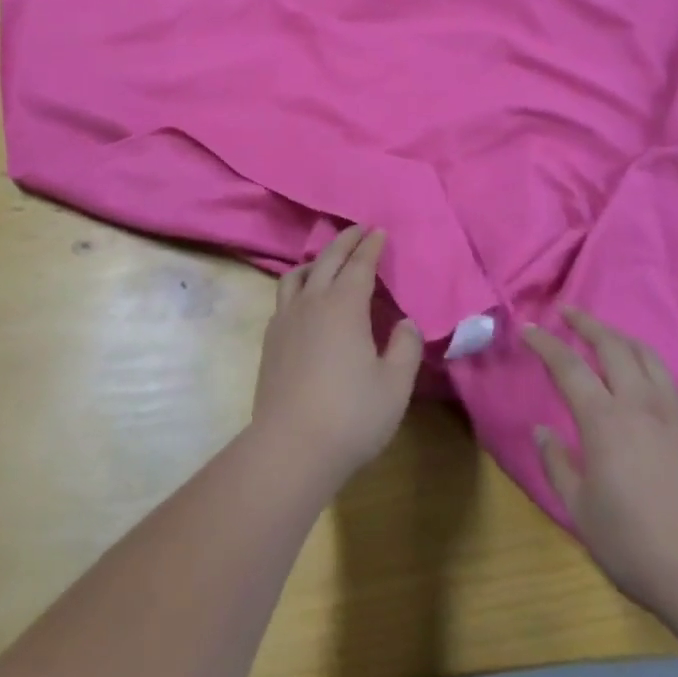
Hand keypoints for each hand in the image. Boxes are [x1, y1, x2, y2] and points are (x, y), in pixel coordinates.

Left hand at [252, 227, 422, 489]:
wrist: (291, 447)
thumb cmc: (351, 415)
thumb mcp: (395, 385)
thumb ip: (406, 347)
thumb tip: (406, 323)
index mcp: (345, 306)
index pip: (360, 264)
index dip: (371, 246)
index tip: (379, 231)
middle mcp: (312, 302)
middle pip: (328, 260)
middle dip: (345, 241)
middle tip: (358, 230)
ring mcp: (286, 319)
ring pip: (298, 275)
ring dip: (317, 260)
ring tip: (327, 261)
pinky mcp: (270, 340)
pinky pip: (284, 297)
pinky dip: (298, 284)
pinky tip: (304, 299)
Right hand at [524, 309, 677, 616]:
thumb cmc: (636, 546)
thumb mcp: (581, 511)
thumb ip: (557, 465)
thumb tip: (542, 430)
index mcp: (604, 420)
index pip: (568, 365)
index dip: (545, 343)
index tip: (528, 329)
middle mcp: (639, 403)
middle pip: (611, 345)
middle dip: (585, 322)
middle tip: (566, 312)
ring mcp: (673, 412)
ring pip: (645, 354)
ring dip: (618, 335)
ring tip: (603, 333)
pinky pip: (667, 377)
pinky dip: (646, 360)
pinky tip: (640, 372)